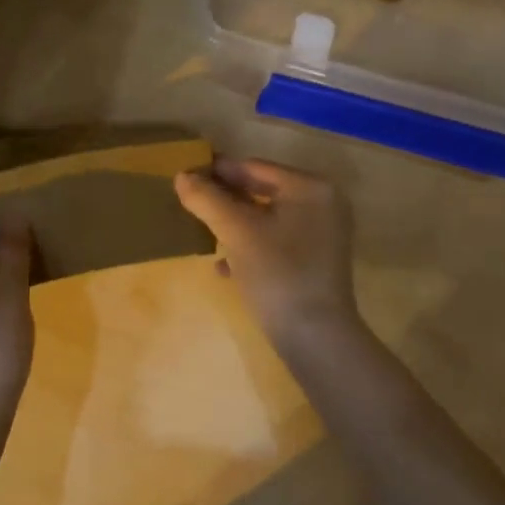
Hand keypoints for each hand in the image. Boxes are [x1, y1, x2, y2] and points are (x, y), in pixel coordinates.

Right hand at [174, 158, 359, 345]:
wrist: (315, 337)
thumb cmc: (278, 273)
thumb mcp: (236, 232)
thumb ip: (207, 199)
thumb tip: (181, 175)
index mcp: (311, 187)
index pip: (254, 167)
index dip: (217, 172)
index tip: (184, 178)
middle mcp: (322, 204)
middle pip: (262, 191)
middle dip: (225, 200)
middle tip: (190, 205)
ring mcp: (322, 235)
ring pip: (266, 219)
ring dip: (234, 225)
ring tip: (202, 233)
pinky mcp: (314, 262)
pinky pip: (275, 243)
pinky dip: (250, 248)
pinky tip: (223, 267)